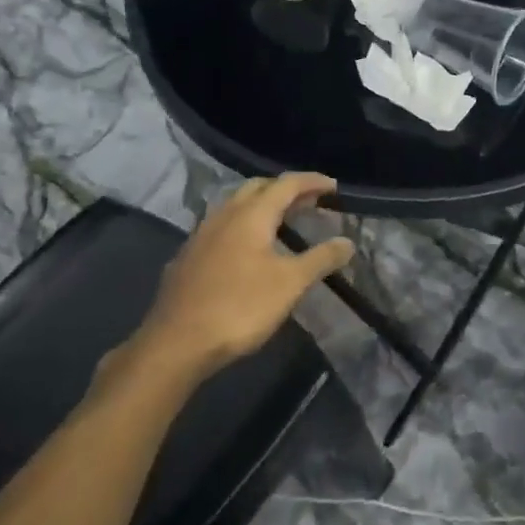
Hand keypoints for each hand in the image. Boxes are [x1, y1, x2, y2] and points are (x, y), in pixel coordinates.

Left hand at [110, 174, 354, 386]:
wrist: (177, 342)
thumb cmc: (240, 307)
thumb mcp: (290, 284)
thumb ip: (321, 259)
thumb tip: (347, 242)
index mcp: (251, 215)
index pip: (286, 184)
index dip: (312, 182)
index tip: (333, 187)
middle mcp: (224, 215)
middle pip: (257, 188)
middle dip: (286, 190)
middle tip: (310, 202)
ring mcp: (201, 235)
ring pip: (235, 206)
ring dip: (262, 206)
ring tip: (283, 222)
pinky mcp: (188, 256)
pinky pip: (221, 227)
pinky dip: (243, 226)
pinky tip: (248, 249)